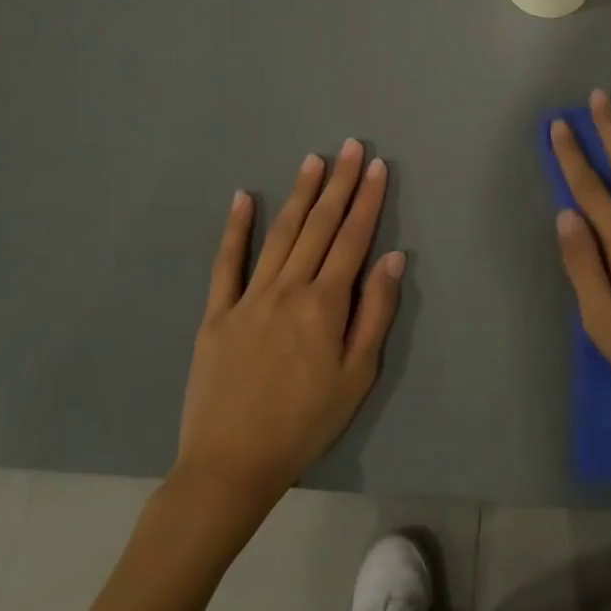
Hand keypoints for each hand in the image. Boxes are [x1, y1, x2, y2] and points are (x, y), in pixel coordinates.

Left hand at [174, 139, 403, 504]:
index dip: (367, 200)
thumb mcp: (357, 376)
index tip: (376, 166)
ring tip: (313, 160)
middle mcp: (288, 288)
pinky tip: (244, 198)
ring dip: (300, 194)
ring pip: (281, 234)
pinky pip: (227, 263)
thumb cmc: (306, 422)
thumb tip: (392, 258)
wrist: (231, 465)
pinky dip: (236, 228)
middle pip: (319, 226)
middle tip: (351, 146)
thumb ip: (375, 313)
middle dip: (339, 183)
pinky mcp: (217, 313)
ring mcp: (248, 297)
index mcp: (324, 304)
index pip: (352, 238)